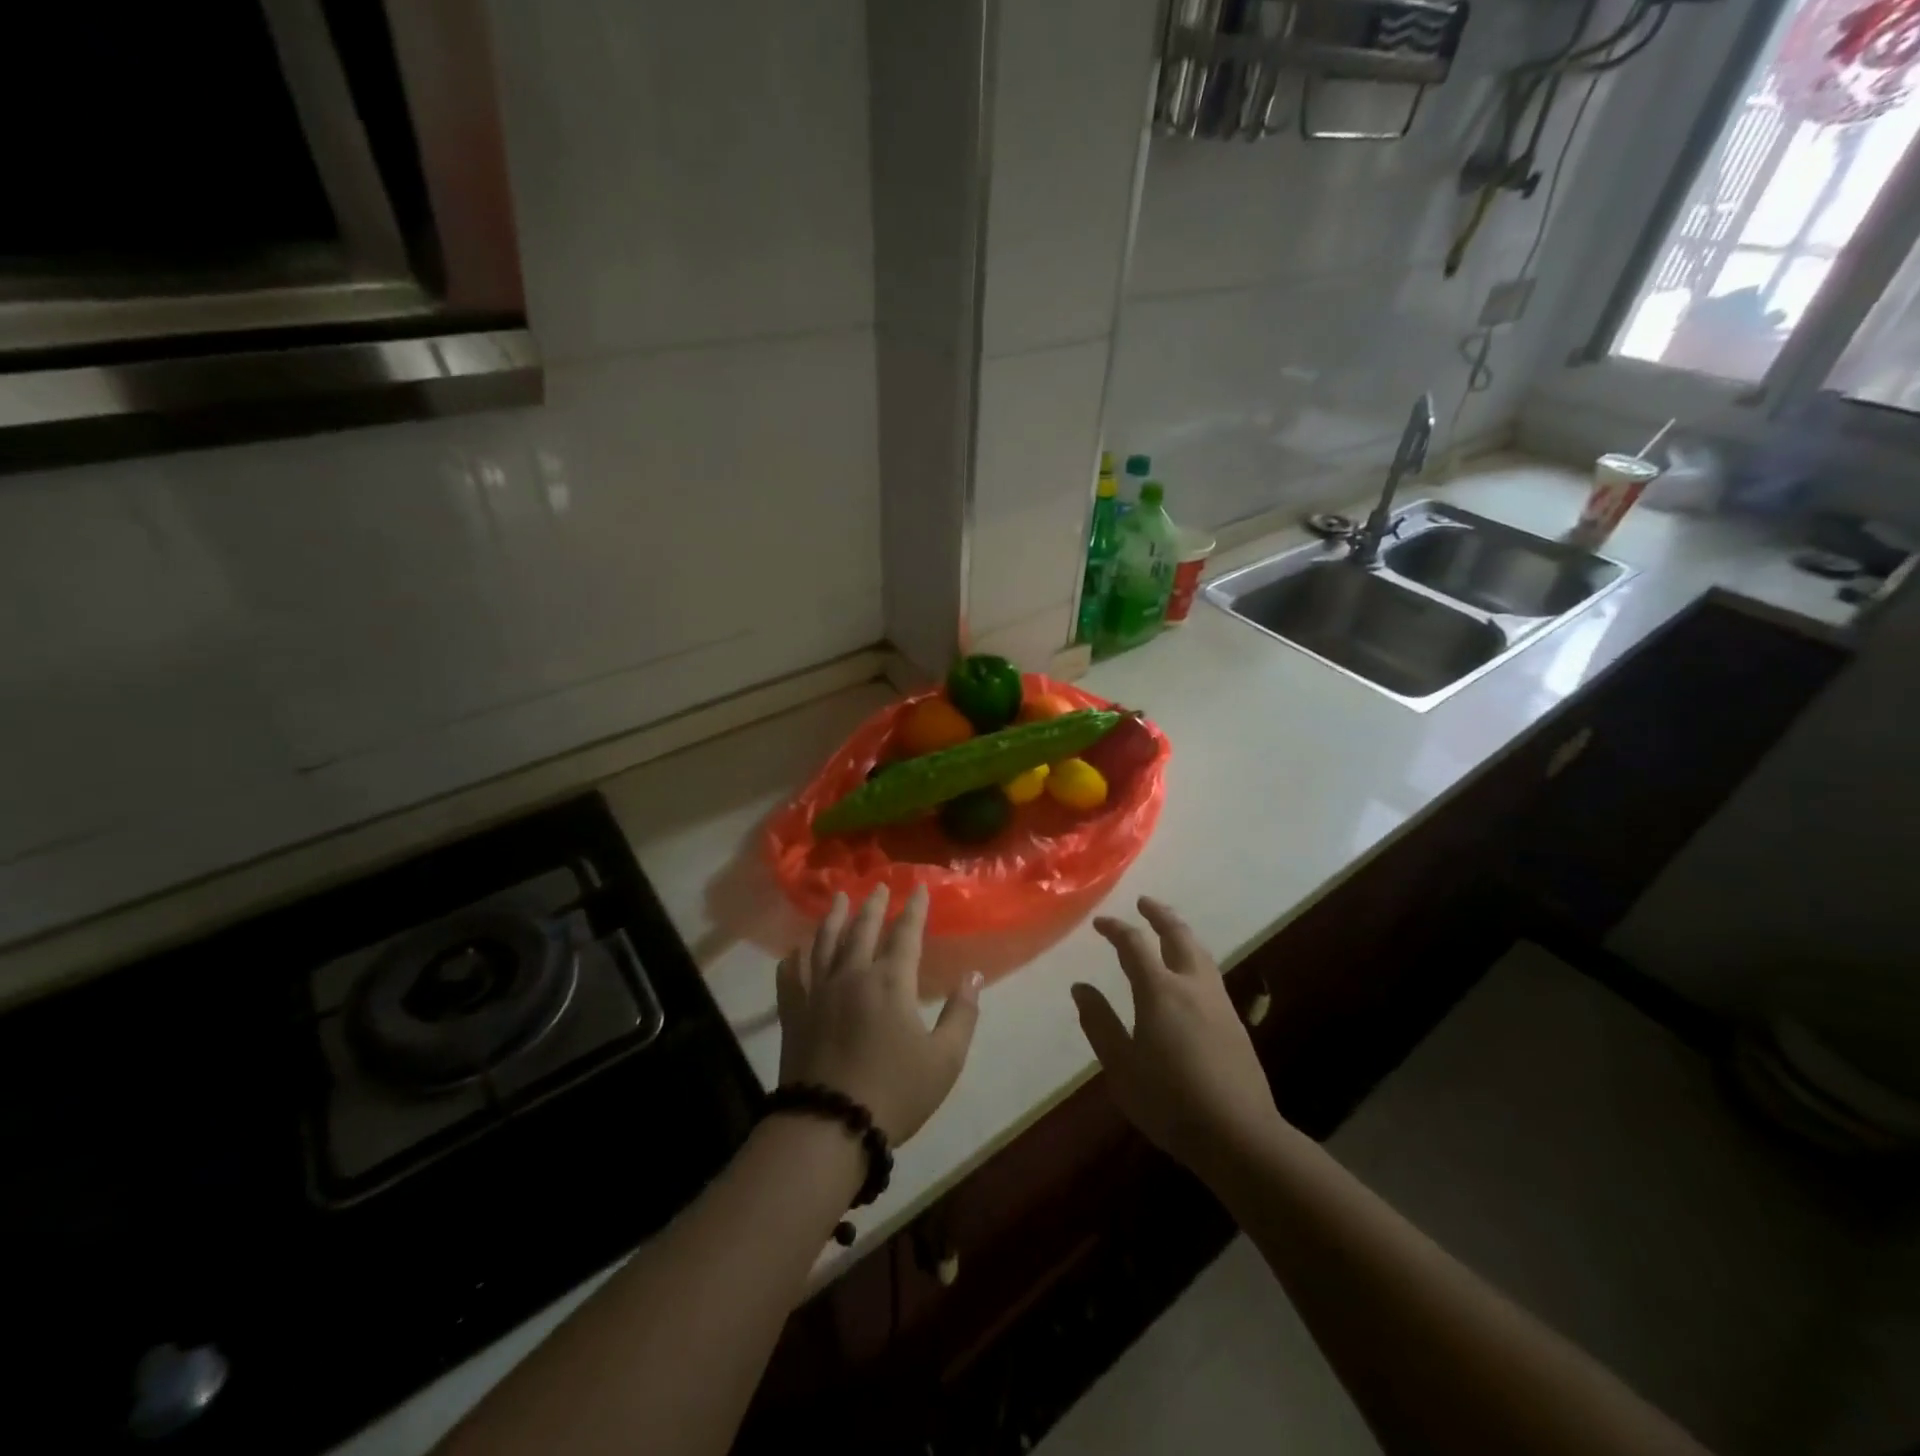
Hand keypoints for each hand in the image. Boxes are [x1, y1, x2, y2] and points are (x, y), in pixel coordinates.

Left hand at [776, 884, 981, 1143]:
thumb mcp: (944, 1060)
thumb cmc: (895, 1092)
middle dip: (873, 905)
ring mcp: (818, 993)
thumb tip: (973, 976)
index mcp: (891, 982)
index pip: (905, 934)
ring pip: (825, 944)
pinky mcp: (794, 1015)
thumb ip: (961, 1014)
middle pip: (863, 930)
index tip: (919, 887)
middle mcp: (852, 976)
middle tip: (878, 885)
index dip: (914, 909)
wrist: (830, 1126)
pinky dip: (792, 960)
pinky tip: (794, 950)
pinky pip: (790, 978)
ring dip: (833, 918)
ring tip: (838, 898)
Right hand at [1073, 897, 1283, 1178]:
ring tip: (1167, 928)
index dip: (1115, 929)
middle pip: (1177, 935)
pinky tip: (1189, 973)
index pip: (1134, 944)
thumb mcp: (1121, 1066)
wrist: (1239, 1135)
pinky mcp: (1235, 1021)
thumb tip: (1081, 988)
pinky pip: (1210, 972)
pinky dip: (1193, 956)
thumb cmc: (1169, 1101)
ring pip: (1200, 951)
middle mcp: (1192, 985)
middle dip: (1159, 914)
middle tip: (1144, 903)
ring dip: (1180, 932)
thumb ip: (1100, 1023)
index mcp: (1160, 991)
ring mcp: (1218, 1001)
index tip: (1099, 923)